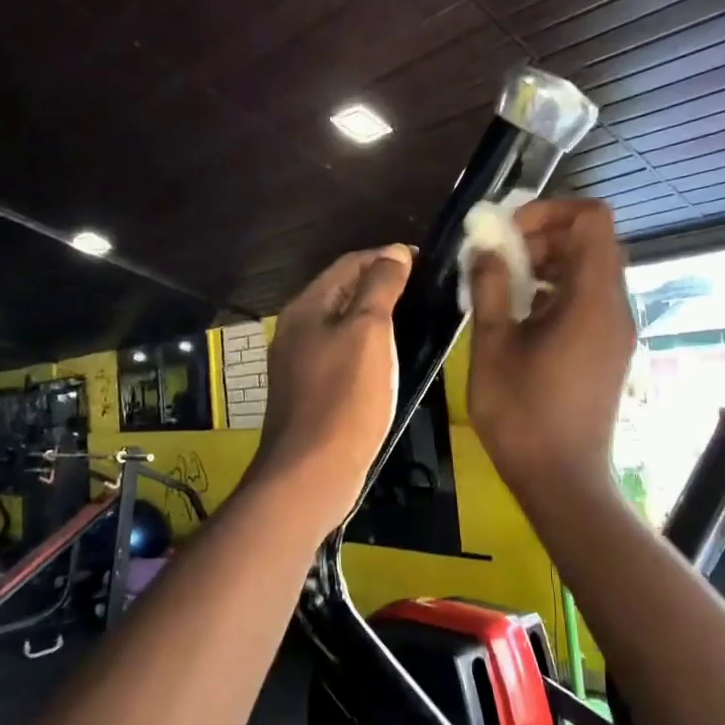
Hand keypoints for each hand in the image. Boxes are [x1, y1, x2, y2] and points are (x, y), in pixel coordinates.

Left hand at [254, 244, 412, 527]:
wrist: (313, 472)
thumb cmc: (345, 397)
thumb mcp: (368, 332)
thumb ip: (380, 286)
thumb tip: (393, 251)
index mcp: (306, 307)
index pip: (349, 263)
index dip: (387, 257)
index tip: (427, 262)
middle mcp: (297, 329)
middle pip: (344, 292)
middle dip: (383, 284)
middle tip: (427, 289)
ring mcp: (300, 363)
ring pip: (344, 324)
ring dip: (378, 316)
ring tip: (417, 318)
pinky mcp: (311, 392)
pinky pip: (343, 354)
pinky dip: (369, 347)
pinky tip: (392, 359)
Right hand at [467, 200, 634, 502]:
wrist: (563, 480)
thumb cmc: (523, 414)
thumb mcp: (493, 346)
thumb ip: (489, 287)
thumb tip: (484, 247)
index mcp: (592, 298)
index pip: (593, 219)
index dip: (551, 210)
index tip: (510, 232)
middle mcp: (615, 307)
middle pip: (592, 242)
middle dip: (544, 236)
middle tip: (499, 258)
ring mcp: (616, 330)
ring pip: (590, 270)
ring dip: (548, 264)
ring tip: (503, 285)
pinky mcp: (609, 349)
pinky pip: (589, 299)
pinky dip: (557, 290)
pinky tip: (521, 314)